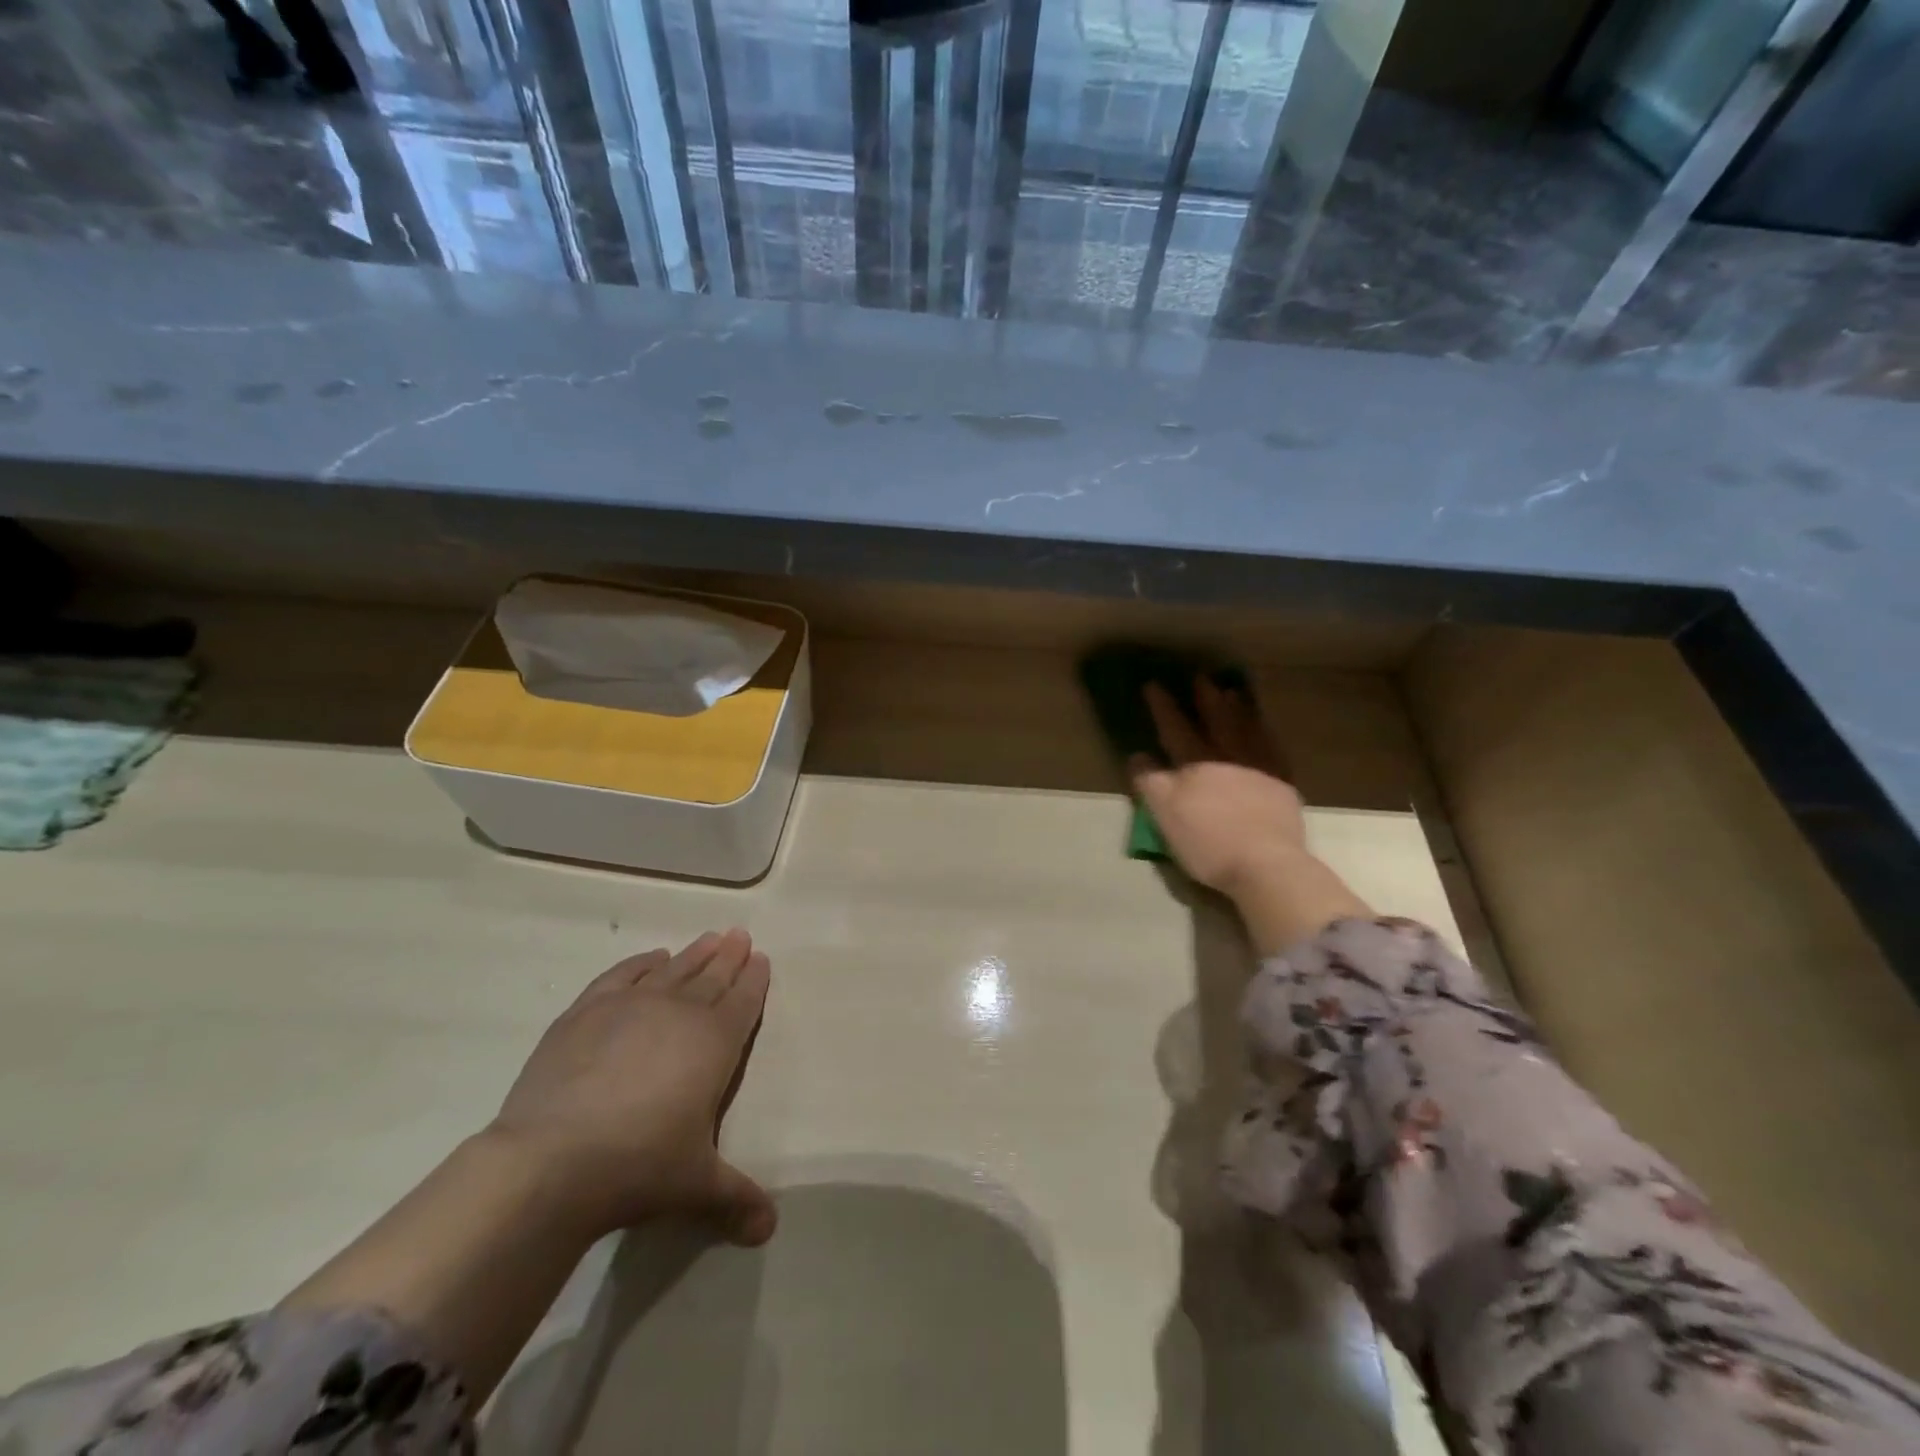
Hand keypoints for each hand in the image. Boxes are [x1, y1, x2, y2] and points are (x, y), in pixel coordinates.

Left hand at [487, 929, 775, 1246]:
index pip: (743, 1001)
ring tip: (709, 938)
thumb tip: (769, 1231)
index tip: (762, 959)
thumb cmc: (638, 1166)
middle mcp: (679, 1013)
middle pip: (712, 976)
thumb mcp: (696, 1186)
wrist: (551, 1160)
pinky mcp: (586, 1012)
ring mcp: (631, 1006)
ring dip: (694, 954)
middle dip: (729, 957)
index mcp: (715, 1043)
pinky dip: (640, 964)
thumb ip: (736, 1199)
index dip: (755, 980)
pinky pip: (623, 976)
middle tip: (740, 935)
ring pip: (673, 970)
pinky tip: (651, 959)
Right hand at [1130, 678, 1369, 952]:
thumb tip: (1138, 755)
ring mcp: (1260, 769)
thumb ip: (1150, 782)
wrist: (1266, 864)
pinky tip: (1264, 730)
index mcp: (1196, 764)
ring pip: (1247, 730)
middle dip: (1206, 699)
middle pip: (1216, 721)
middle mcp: (1228, 758)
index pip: (1175, 728)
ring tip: (1234, 692)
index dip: (1163, 707)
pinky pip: (1272, 749)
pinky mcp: (1283, 786)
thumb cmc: (1208, 841)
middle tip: (1202, 677)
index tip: (1153, 684)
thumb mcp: (1164, 814)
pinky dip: (1265, 734)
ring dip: (1238, 709)